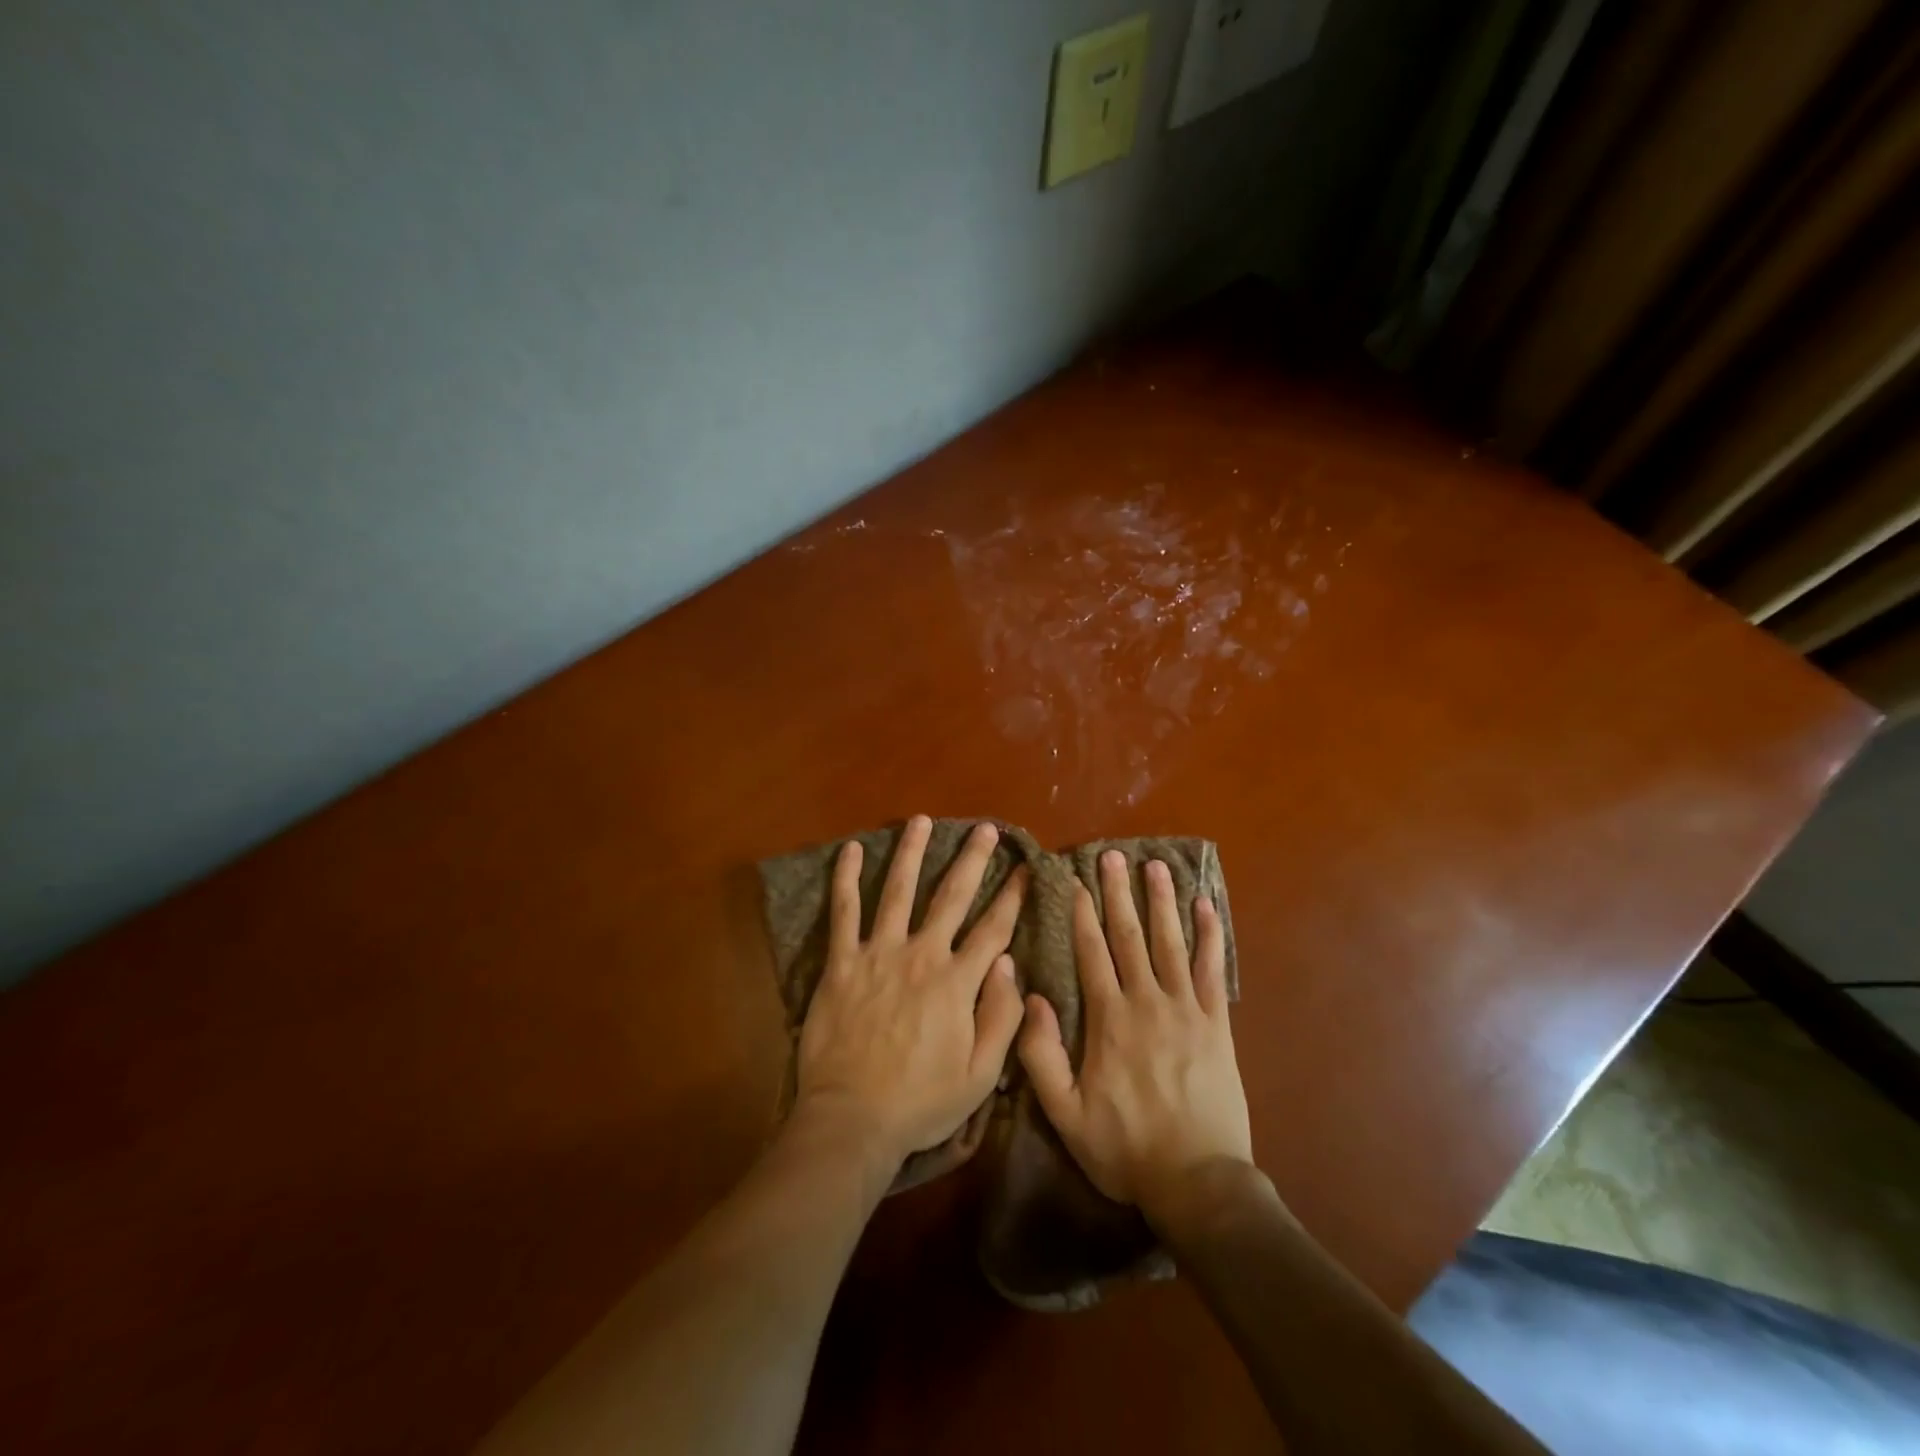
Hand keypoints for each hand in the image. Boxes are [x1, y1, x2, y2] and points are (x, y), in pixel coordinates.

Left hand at [795, 816, 1027, 1173]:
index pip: (993, 929)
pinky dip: (845, 879)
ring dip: (911, 852)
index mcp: (957, 982)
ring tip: (922, 820)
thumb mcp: (980, 1075)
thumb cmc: (921, 1102)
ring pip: (897, 891)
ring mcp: (878, 954)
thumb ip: (1001, 1018)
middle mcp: (921, 955)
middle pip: (951, 896)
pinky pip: (843, 913)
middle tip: (986, 829)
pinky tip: (850, 849)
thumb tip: (1008, 965)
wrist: (853, 1119)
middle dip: (972, 859)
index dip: (1012, 896)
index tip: (1025, 868)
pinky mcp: (842, 963)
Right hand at [1018, 851, 1251, 1219]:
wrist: (1198, 1181)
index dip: (1083, 914)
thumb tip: (1031, 999)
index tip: (1077, 881)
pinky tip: (1207, 906)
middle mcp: (1146, 1002)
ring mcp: (1185, 1009)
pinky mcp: (1216, 1024)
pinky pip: (1211, 970)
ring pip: (1170, 942)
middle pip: (1130, 936)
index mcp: (1108, 1020)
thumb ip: (1041, 1055)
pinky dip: (1210, 936)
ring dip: (1162, 901)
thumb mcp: (1065, 1113)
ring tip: (1156, 865)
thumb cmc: (1125, 1147)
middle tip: (1113, 855)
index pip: (1092, 953)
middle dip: (1119, 893)